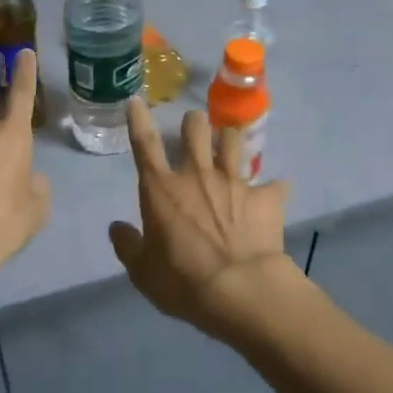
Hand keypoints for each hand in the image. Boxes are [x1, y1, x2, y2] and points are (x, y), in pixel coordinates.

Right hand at [108, 97, 293, 340]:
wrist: (240, 291)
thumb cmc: (182, 282)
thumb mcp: (142, 272)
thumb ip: (128, 246)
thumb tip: (117, 228)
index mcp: (161, 189)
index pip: (145, 144)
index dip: (138, 119)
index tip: (137, 101)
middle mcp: (197, 175)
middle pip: (196, 129)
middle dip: (194, 122)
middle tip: (195, 128)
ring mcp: (234, 182)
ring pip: (234, 141)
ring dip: (230, 140)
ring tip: (230, 145)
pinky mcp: (265, 198)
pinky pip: (275, 185)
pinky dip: (273, 190)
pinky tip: (274, 194)